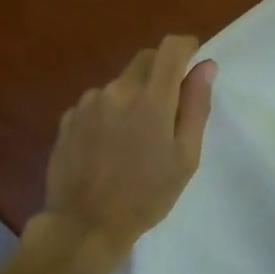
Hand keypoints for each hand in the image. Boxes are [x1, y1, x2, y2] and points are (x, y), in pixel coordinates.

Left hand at [32, 36, 216, 273]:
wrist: (84, 226)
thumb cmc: (146, 196)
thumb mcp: (184, 157)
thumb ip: (196, 106)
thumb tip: (205, 66)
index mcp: (151, 98)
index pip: (170, 48)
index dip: (186, 47)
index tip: (193, 60)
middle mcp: (117, 90)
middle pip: (145, 60)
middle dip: (161, 71)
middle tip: (169, 107)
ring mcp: (88, 102)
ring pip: (120, 82)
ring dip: (133, 95)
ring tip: (135, 136)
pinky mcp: (69, 117)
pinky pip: (97, 102)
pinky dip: (109, 112)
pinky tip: (109, 145)